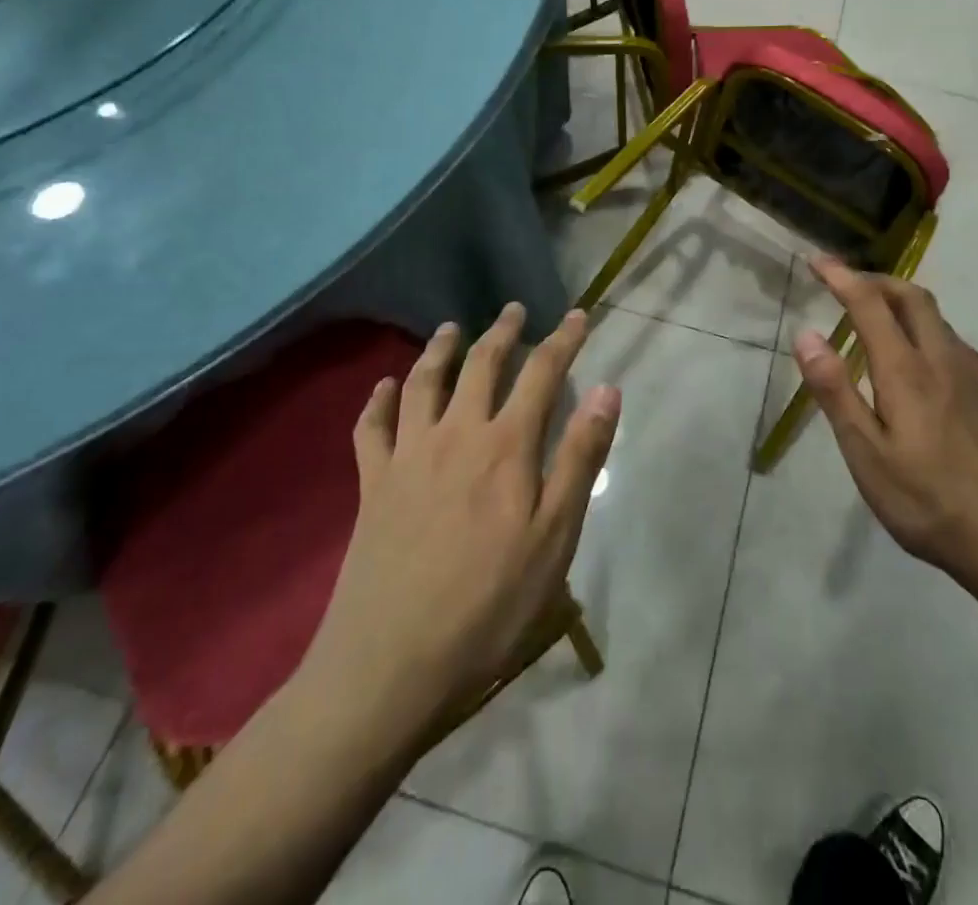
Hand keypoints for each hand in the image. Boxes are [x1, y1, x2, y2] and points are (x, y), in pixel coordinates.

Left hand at [298, 304, 619, 730]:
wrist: (390, 668)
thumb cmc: (489, 607)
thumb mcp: (555, 538)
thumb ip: (579, 458)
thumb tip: (606, 390)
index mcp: (505, 447)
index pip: (541, 373)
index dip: (563, 339)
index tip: (578, 315)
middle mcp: (455, 435)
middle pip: (480, 366)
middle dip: (502, 332)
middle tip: (514, 310)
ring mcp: (407, 457)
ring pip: (423, 383)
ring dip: (440, 349)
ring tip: (452, 329)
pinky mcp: (372, 486)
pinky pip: (371, 428)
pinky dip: (378, 400)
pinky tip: (383, 386)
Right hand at [794, 258, 977, 594]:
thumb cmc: (929, 501)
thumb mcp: (867, 454)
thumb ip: (836, 392)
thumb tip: (805, 335)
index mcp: (907, 370)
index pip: (870, 304)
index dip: (841, 277)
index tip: (816, 260)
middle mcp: (942, 359)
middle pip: (912, 296)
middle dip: (875, 279)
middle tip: (843, 283)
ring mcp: (970, 376)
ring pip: (935, 315)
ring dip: (901, 299)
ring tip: (873, 313)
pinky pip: (948, 338)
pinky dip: (921, 324)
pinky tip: (913, 355)